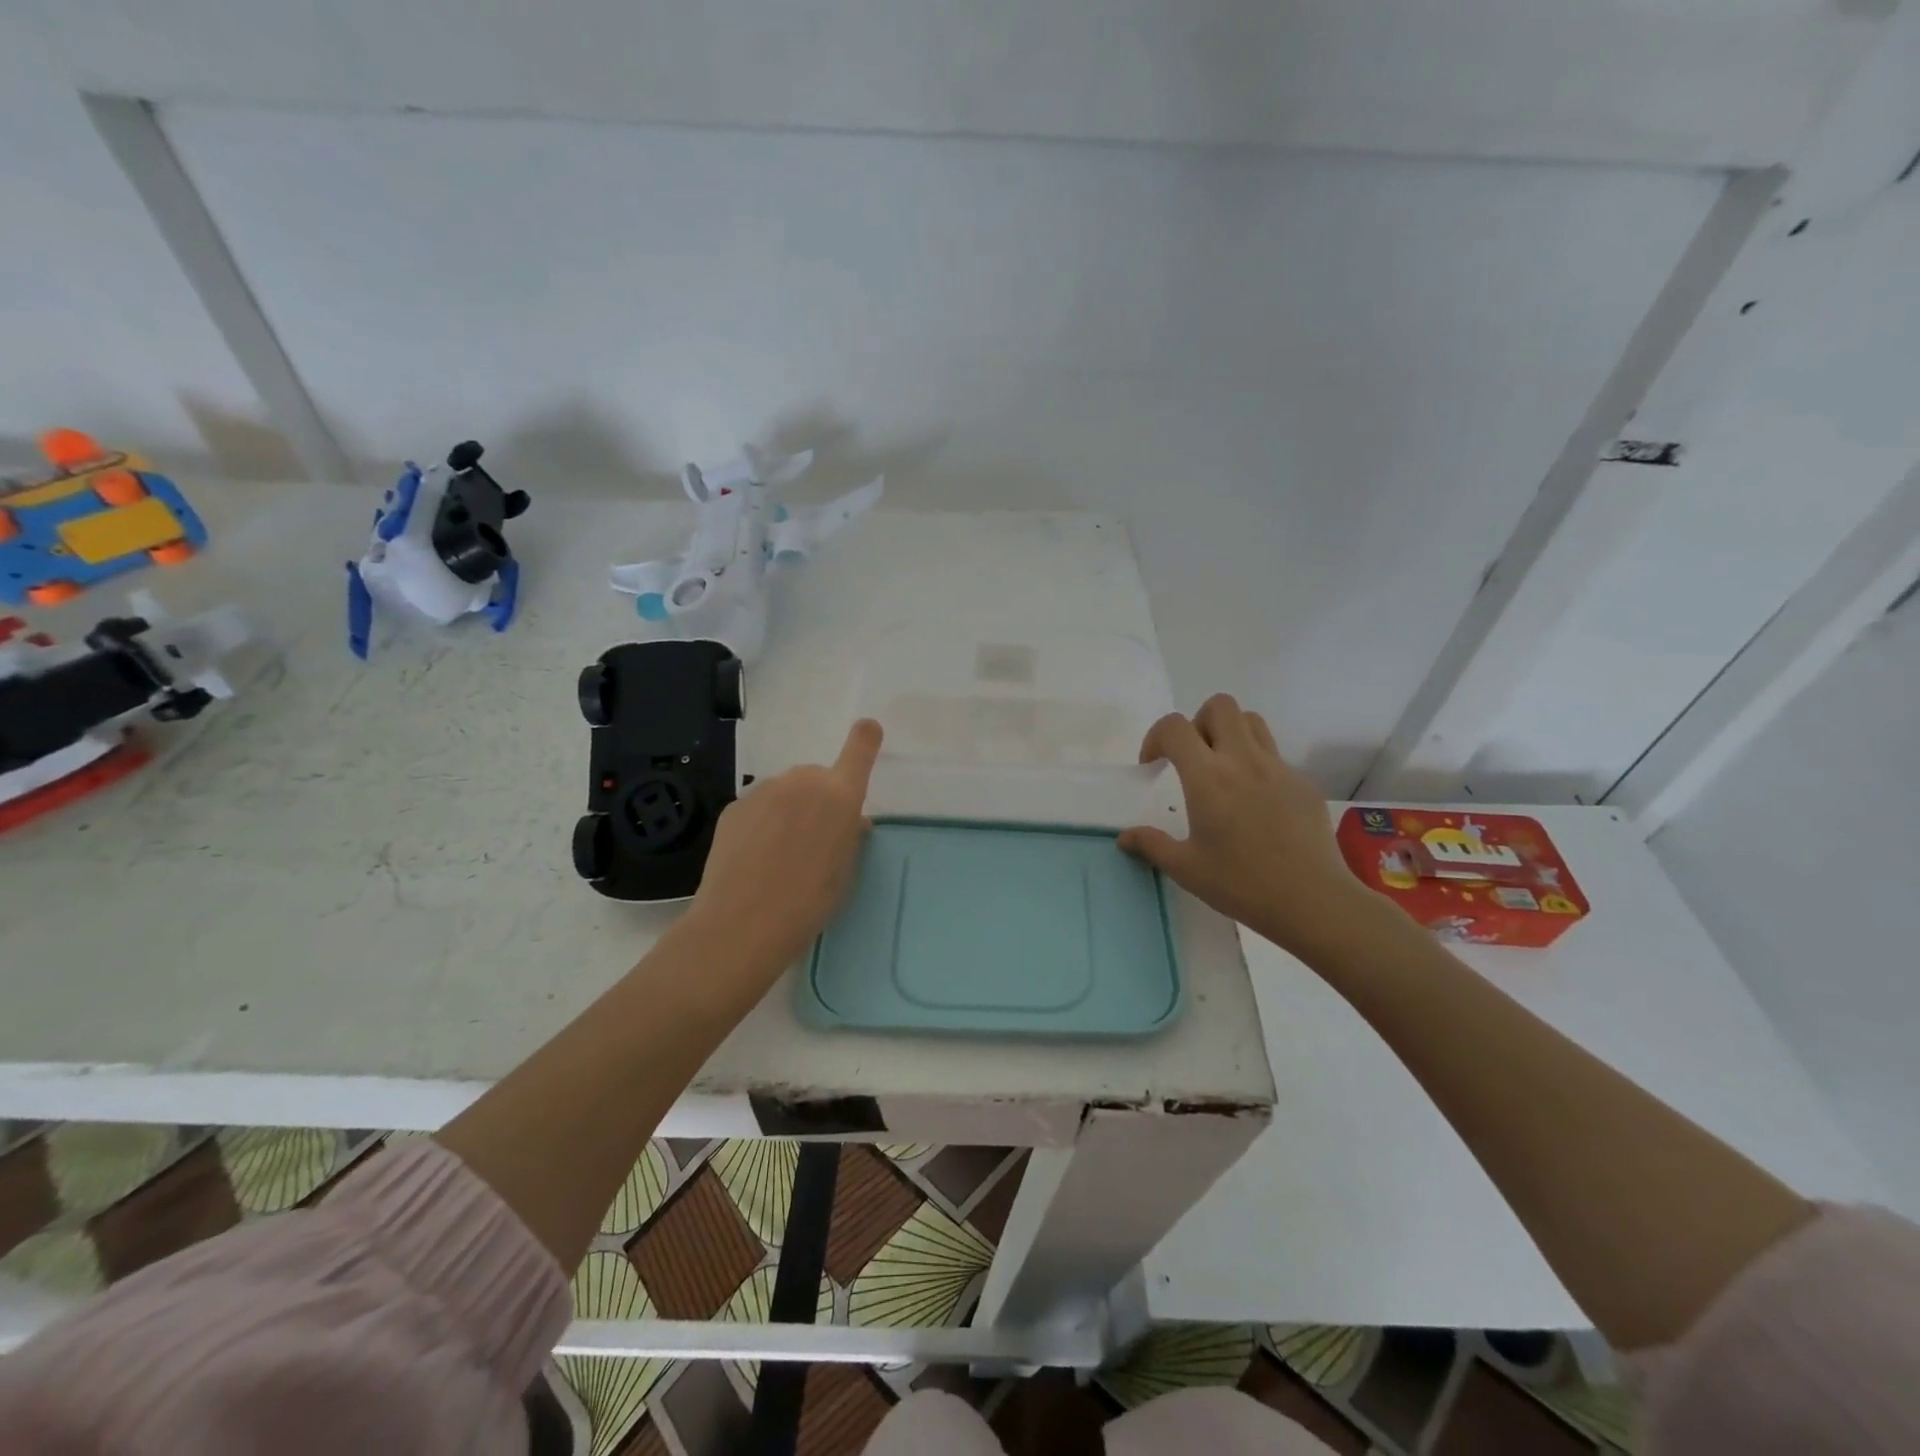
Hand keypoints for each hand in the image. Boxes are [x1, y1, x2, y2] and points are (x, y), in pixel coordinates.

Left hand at [680, 719, 883, 984]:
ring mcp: (764, 791)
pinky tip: (755, 857)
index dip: (866, 739)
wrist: (742, 924)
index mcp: (840, 797)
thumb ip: (850, 836)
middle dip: (820, 798)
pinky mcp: (735, 806)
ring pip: (786, 791)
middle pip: (818, 777)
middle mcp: (802, 782)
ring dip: (790, 810)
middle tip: (815, 840)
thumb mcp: (845, 871)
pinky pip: (760, 806)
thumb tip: (851, 821)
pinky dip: (763, 822)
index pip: (859, 751)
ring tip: (781, 854)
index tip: (868, 730)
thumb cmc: (809, 903)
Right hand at [1119, 694, 1386, 956]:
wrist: (1313, 902)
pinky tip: (1256, 805)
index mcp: (1208, 778)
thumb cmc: (1242, 885)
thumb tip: (1125, 837)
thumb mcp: (1186, 869)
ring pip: (1252, 721)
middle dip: (1197, 723)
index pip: (1175, 727)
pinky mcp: (1303, 783)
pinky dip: (1256, 765)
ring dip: (1230, 733)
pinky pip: (1275, 756)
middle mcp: (1243, 760)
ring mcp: (1279, 768)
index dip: (1156, 737)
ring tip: (1222, 770)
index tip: (1153, 765)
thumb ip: (1151, 845)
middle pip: (1219, 706)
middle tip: (1191, 759)